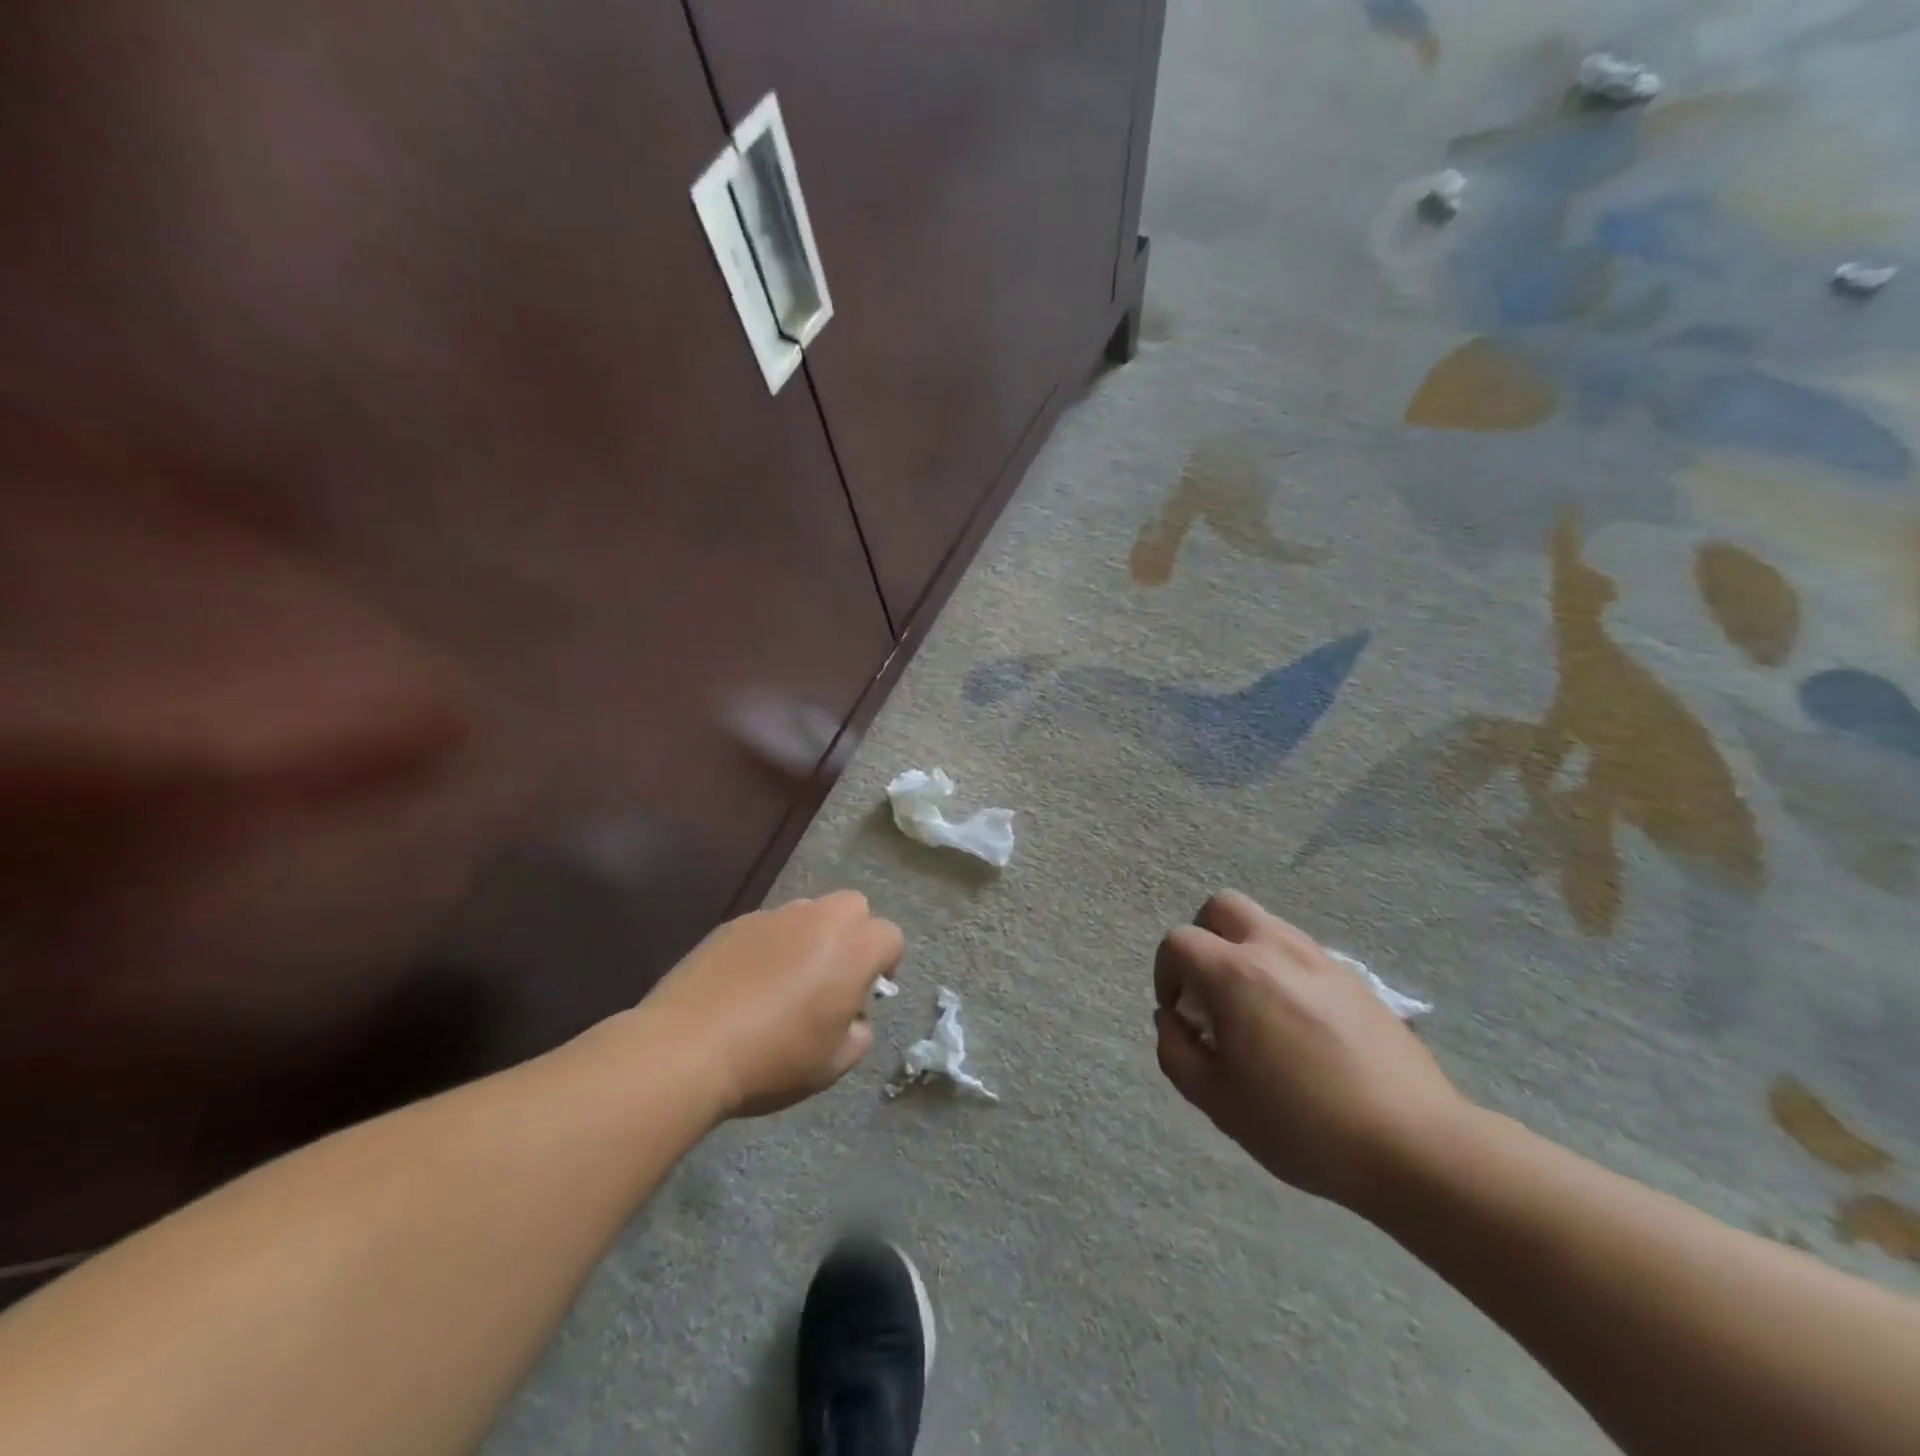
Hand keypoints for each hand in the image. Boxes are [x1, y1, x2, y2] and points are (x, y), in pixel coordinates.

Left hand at [643, 891, 903, 1118]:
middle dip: (854, 934)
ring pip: (809, 912)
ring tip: (787, 979)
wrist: (686, 1049)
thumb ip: (859, 1031)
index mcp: (852, 949)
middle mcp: (819, 920)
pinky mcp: (734, 923)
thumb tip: (852, 1015)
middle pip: (854, 906)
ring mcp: (773, 916)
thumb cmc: (772, 1060)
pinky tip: (747, 982)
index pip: (890, 936)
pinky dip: (770, 945)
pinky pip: (768, 925)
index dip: (887, 962)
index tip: (868, 993)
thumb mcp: (834, 1064)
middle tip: (834, 975)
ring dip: (811, 936)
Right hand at [1153, 891, 1467, 1211]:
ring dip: (1245, 952)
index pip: (1179, 941)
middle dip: (1203, 937)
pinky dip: (1284, 972)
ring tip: (1255, 1010)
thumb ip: (1176, 1052)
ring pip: (1267, 925)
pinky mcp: (1356, 980)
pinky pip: (1303, 955)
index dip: (1165, 972)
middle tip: (1210, 989)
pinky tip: (1298, 1026)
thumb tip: (1171, 1019)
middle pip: (1223, 907)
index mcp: (1235, 974)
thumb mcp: (1216, 1101)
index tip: (1178, 1012)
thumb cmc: (1300, 1125)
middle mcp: (1276, 951)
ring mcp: (1321, 961)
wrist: (1412, 1145)